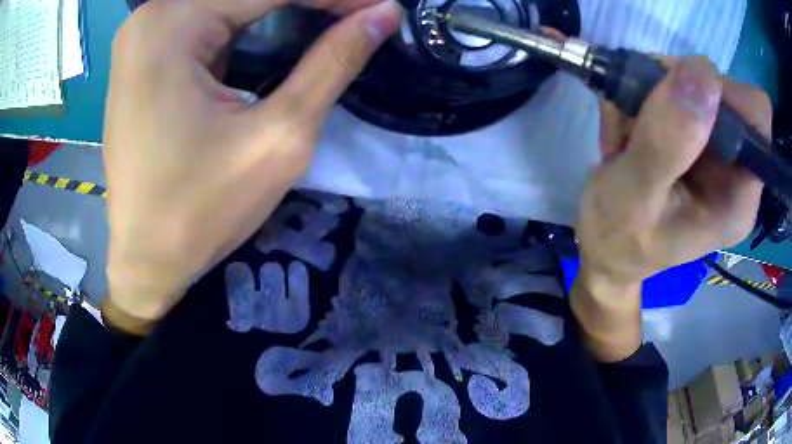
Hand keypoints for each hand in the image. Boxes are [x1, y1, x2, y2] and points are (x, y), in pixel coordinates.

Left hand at [103, 0, 402, 331]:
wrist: (144, 259)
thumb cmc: (200, 210)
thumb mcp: (279, 135)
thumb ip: (334, 62)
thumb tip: (384, 14)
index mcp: (171, 23)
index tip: (382, 7)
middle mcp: (150, 16)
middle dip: (309, 2)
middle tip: (358, 16)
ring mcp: (142, 35)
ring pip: (229, 4)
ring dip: (282, 9)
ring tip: (330, 21)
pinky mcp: (144, 55)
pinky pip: (207, 20)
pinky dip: (250, 22)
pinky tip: (282, 32)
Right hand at [572, 57, 770, 360]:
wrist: (605, 246)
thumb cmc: (617, 237)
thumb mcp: (634, 196)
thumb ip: (668, 142)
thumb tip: (702, 72)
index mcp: (739, 198)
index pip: (756, 115)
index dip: (721, 92)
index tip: (674, 95)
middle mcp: (737, 170)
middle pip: (724, 92)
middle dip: (676, 89)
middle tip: (637, 117)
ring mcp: (719, 152)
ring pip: (694, 83)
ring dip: (652, 92)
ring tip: (625, 132)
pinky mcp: (699, 139)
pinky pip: (676, 89)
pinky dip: (645, 95)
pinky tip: (628, 128)